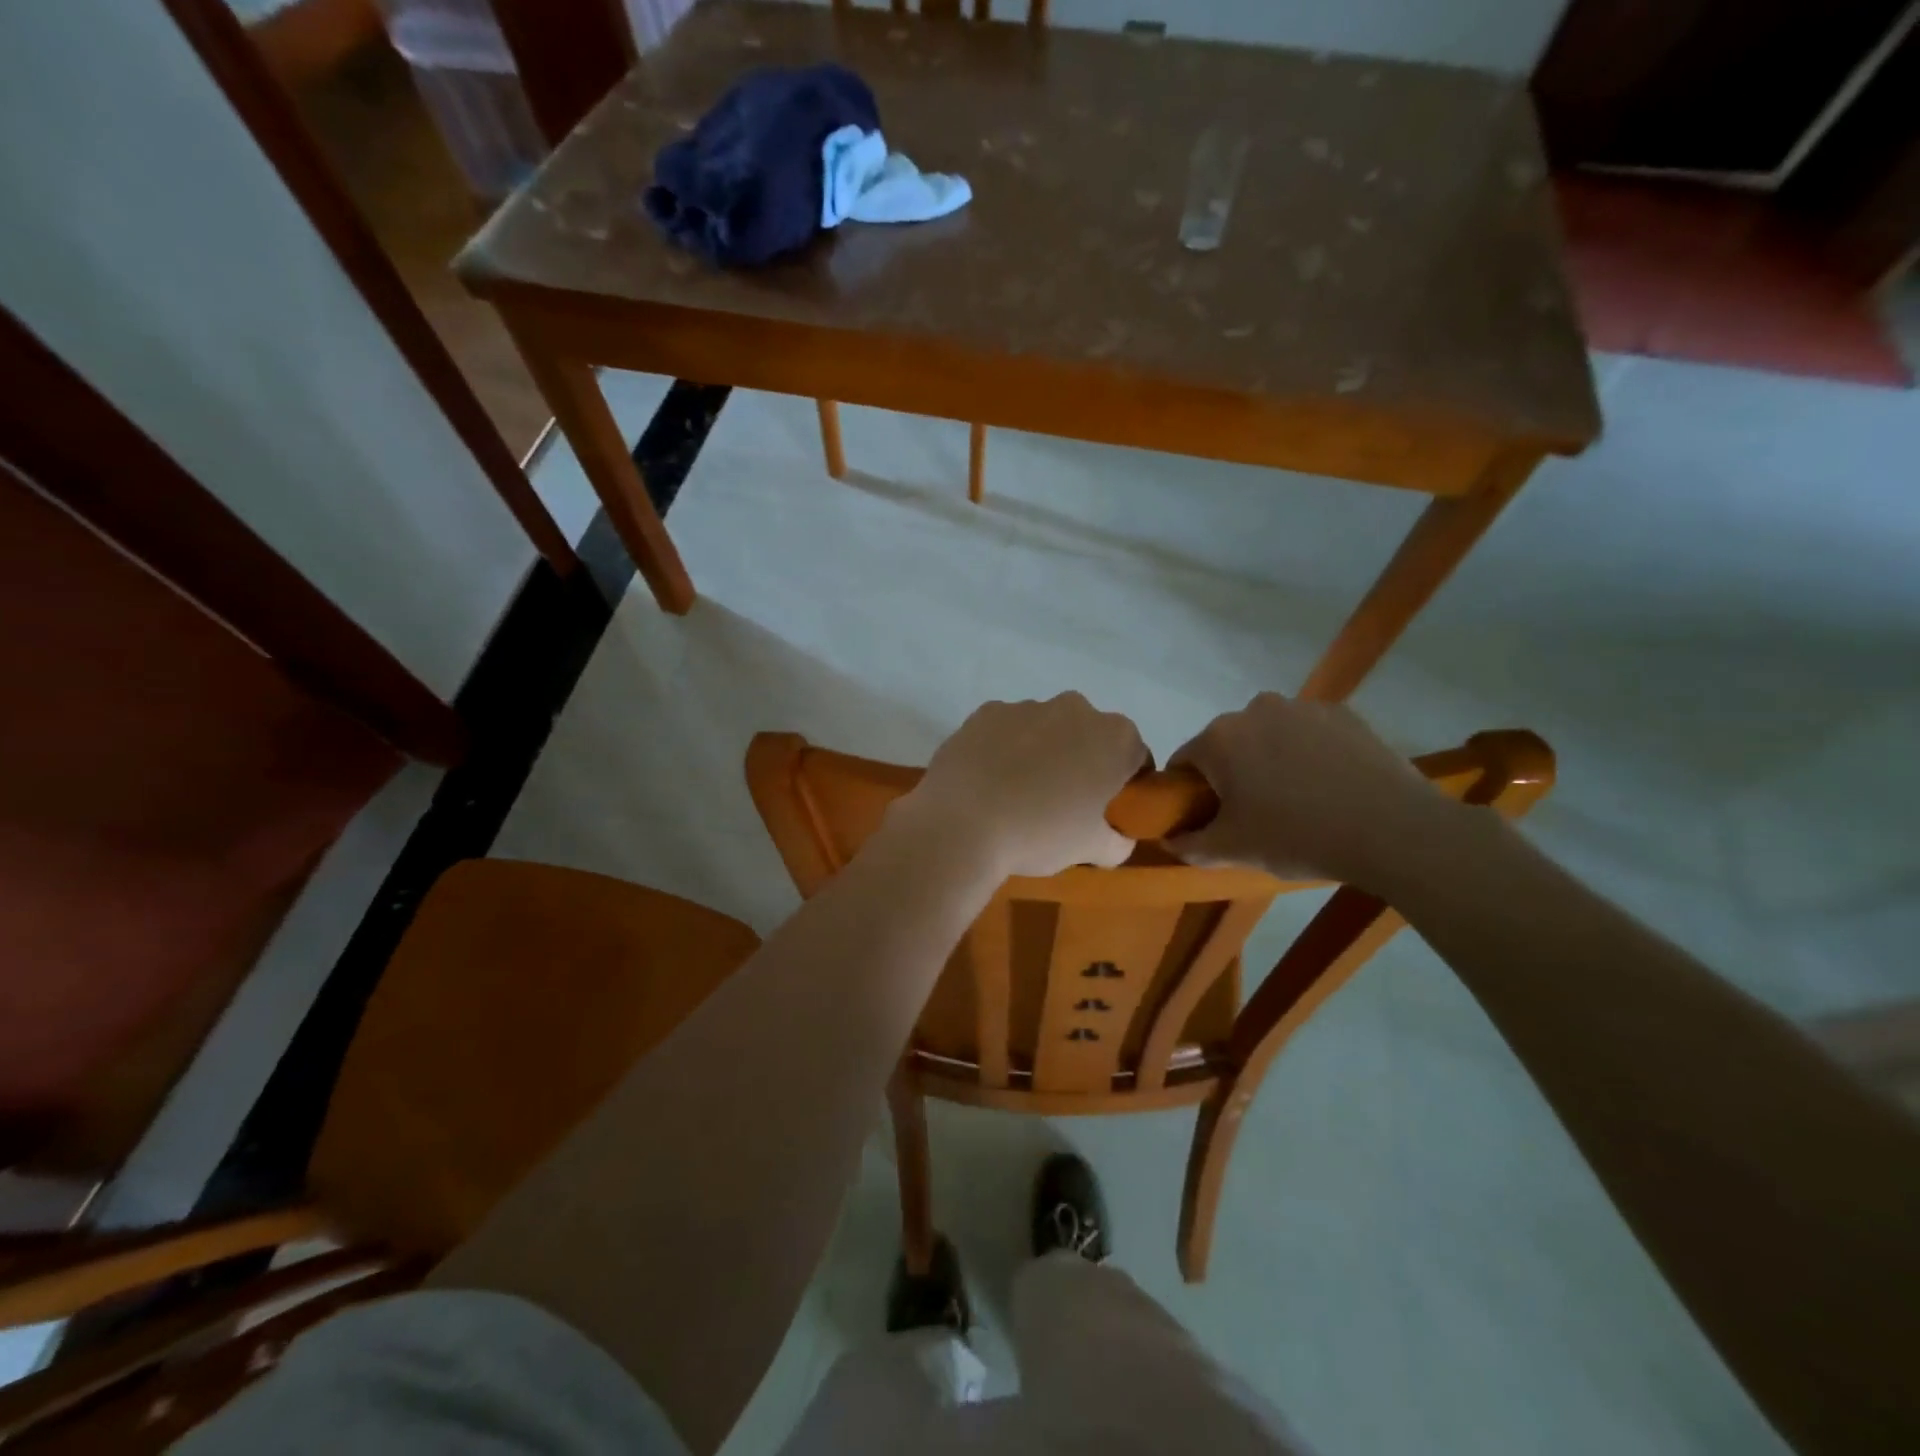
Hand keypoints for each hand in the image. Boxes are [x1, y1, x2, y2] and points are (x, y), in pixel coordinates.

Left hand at [899, 694, 1148, 878]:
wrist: (962, 823)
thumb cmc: (1040, 834)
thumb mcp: (1091, 849)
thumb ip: (1117, 842)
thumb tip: (1117, 839)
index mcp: (1114, 736)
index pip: (1135, 756)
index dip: (1125, 783)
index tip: (1107, 808)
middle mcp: (1075, 708)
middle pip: (1089, 735)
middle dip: (1082, 760)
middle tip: (1064, 802)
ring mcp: (1027, 706)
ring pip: (1045, 728)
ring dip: (1041, 751)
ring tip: (1018, 793)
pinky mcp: (985, 712)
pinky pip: (1005, 729)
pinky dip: (1003, 748)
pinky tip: (989, 780)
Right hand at [1168, 692, 1456, 886]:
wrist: (1393, 830)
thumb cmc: (1298, 836)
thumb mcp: (1234, 850)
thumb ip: (1191, 844)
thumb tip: (1170, 840)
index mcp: (1219, 738)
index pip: (1184, 762)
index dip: (1188, 792)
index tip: (1207, 818)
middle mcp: (1255, 709)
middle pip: (1227, 743)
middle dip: (1231, 773)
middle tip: (1253, 813)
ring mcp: (1303, 707)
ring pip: (1269, 735)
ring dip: (1270, 759)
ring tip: (1297, 799)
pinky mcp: (1344, 713)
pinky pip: (1308, 733)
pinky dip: (1309, 753)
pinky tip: (1329, 786)